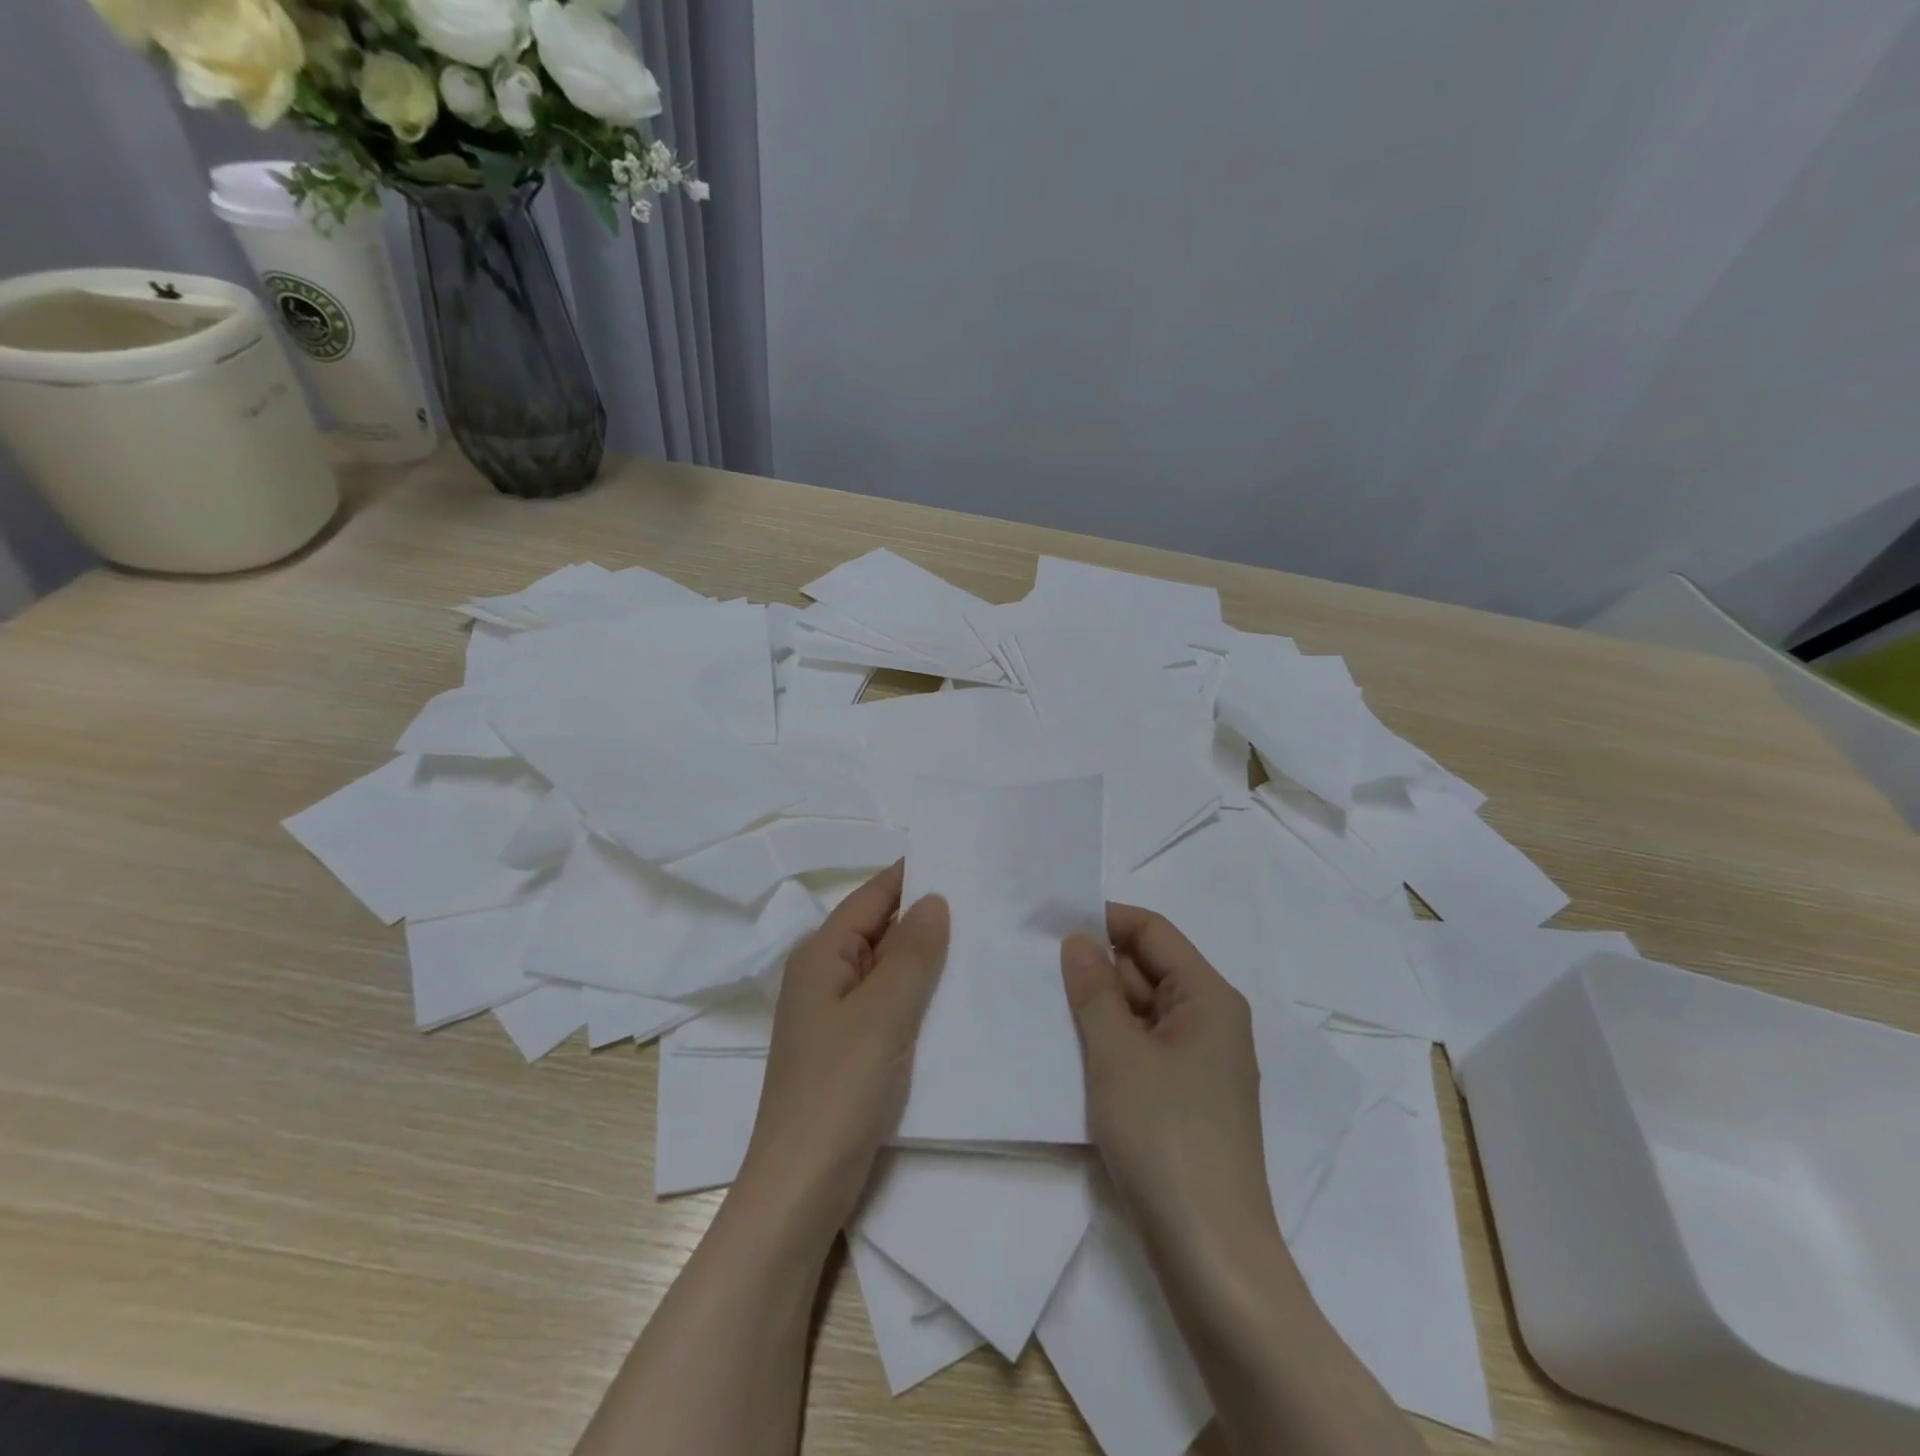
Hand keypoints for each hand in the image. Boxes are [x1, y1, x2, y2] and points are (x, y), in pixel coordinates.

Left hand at [736, 862, 949, 1238]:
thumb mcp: (883, 1012)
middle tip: (989, 904)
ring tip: (984, 942)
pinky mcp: (850, 1048)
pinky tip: (958, 998)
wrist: (801, 1187)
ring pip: (887, 969)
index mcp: (821, 954)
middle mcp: (824, 976)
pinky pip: (889, 1004)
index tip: (964, 863)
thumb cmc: (839, 1088)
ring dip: (927, 959)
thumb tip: (934, 899)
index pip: (872, 896)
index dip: (914, 877)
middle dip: (927, 918)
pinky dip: (919, 995)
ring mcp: (835, 1015)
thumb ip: (912, 952)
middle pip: (879, 930)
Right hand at [1061, 904, 1276, 1266]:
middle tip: (1036, 969)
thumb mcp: (1118, 1054)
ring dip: (1099, 1008)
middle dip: (1096, 967)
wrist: (1211, 1256)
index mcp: (1209, 997)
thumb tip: (1079, 938)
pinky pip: (1144, 1048)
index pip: (1153, 932)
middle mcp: (1211, 1021)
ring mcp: (1200, 1064)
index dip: (1105, 919)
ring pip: (1142, 1012)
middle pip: (1148, 969)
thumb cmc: (1166, 1137)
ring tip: (1043, 1007)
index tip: (1052, 924)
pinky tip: (1070, 1052)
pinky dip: (1110, 1043)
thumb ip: (1094, 990)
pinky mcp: (1186, 1099)